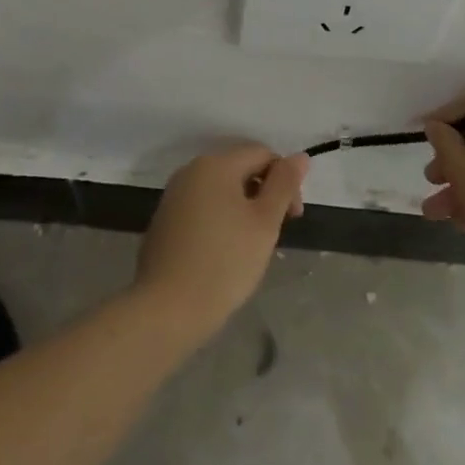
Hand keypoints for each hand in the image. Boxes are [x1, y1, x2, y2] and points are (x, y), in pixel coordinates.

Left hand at [136, 145, 307, 337]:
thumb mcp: (265, 222)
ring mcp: (173, 195)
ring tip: (250, 246)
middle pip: (240, 169)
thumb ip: (284, 184)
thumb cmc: (224, 263)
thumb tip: (300, 156)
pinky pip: (202, 207)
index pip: (263, 154)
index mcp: (216, 164)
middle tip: (273, 234)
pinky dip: (220, 220)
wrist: (166, 310)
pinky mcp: (164, 220)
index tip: (293, 217)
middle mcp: (191, 170)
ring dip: (243, 209)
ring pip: (221, 190)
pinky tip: (223, 253)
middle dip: (264, 194)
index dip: (285, 180)